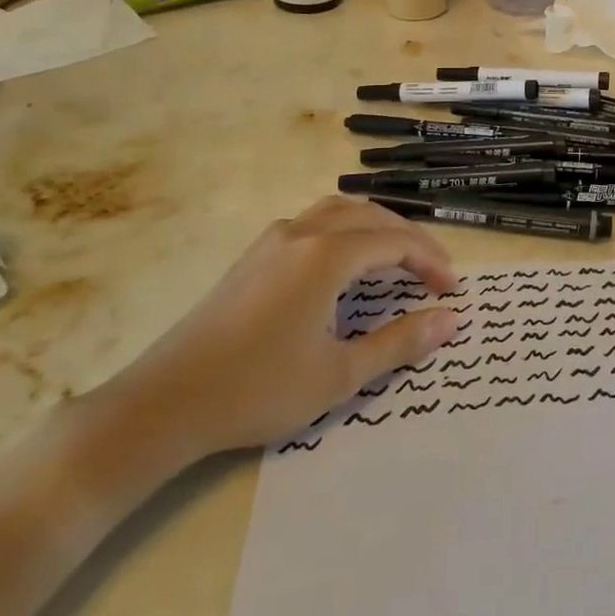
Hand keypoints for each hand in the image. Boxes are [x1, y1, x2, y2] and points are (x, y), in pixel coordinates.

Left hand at [87, 197, 459, 471]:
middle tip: (434, 273)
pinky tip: (345, 266)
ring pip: (339, 212)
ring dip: (376, 228)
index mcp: (326, 255)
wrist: (163, 403)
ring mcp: (272, 240)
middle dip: (409, 239)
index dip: (430, 261)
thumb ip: (400, 342)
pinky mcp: (253, 256)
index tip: (452, 290)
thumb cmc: (258, 390)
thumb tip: (450, 320)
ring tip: (397, 259)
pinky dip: (346, 232)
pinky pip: (314, 223)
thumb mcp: (339, 374)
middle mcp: (302, 233)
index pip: (395, 242)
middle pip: (371, 216)